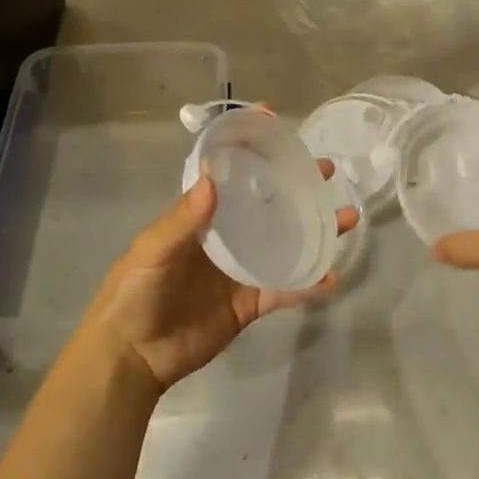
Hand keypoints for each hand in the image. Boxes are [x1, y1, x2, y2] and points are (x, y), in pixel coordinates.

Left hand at [83, 165, 359, 392]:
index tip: (273, 122)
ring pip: (285, 244)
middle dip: (296, 186)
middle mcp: (226, 237)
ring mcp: (241, 270)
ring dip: (315, 231)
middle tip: (326, 171)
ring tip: (347, 217)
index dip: (249, 149)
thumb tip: (213, 176)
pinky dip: (308, 284)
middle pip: (268, 205)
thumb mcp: (152, 250)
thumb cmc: (134, 293)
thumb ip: (183, 219)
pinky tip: (331, 277)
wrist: (131, 356)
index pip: (229, 176)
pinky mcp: (250, 303)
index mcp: (201, 218)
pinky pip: (285, 290)